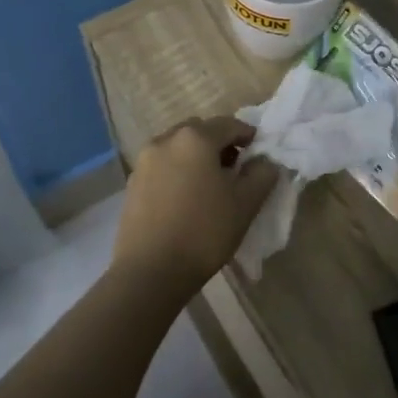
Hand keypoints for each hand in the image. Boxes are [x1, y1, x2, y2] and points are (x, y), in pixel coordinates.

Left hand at [110, 118, 279, 297]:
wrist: (150, 272)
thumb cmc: (204, 231)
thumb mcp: (245, 203)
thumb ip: (262, 174)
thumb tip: (265, 161)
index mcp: (195, 138)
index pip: (229, 125)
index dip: (248, 136)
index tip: (259, 154)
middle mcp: (166, 140)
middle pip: (200, 131)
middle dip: (219, 144)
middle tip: (234, 169)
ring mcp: (144, 162)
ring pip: (178, 148)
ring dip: (196, 157)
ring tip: (209, 186)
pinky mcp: (132, 184)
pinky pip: (162, 166)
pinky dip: (177, 172)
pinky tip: (186, 199)